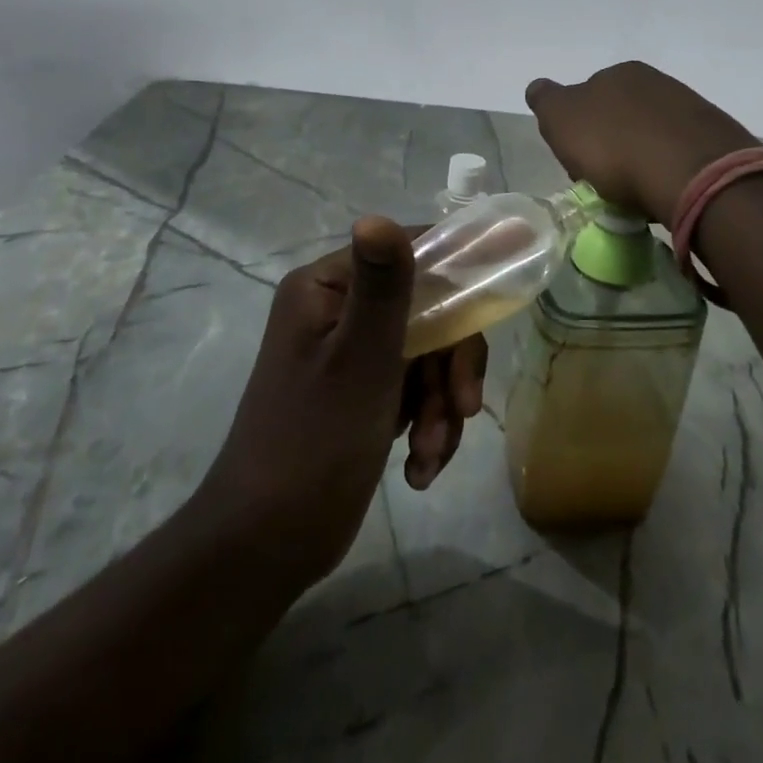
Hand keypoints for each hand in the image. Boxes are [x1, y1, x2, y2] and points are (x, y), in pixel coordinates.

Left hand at [191, 218, 484, 592]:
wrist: (268, 546)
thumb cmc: (314, 442)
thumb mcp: (360, 359)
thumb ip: (382, 286)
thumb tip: (378, 216)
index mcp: (327, 287)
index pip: (411, 252)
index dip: (458, 274)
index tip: (494, 304)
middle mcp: (339, 310)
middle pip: (429, 310)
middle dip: (451, 365)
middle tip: (463, 408)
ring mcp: (352, 353)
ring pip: (430, 356)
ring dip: (441, 406)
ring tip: (430, 455)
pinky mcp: (363, 394)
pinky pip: (416, 391)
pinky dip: (427, 426)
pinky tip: (420, 469)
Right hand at [526, 61, 760, 224]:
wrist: (691, 173)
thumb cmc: (615, 146)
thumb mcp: (562, 119)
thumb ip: (547, 100)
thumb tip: (540, 88)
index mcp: (618, 73)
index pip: (587, 97)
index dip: (578, 130)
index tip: (578, 162)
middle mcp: (656, 82)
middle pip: (621, 115)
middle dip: (611, 143)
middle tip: (606, 179)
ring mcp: (689, 108)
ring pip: (651, 134)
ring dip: (640, 157)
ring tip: (636, 192)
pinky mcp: (713, 139)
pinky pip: (677, 154)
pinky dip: (666, 169)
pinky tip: (663, 190)